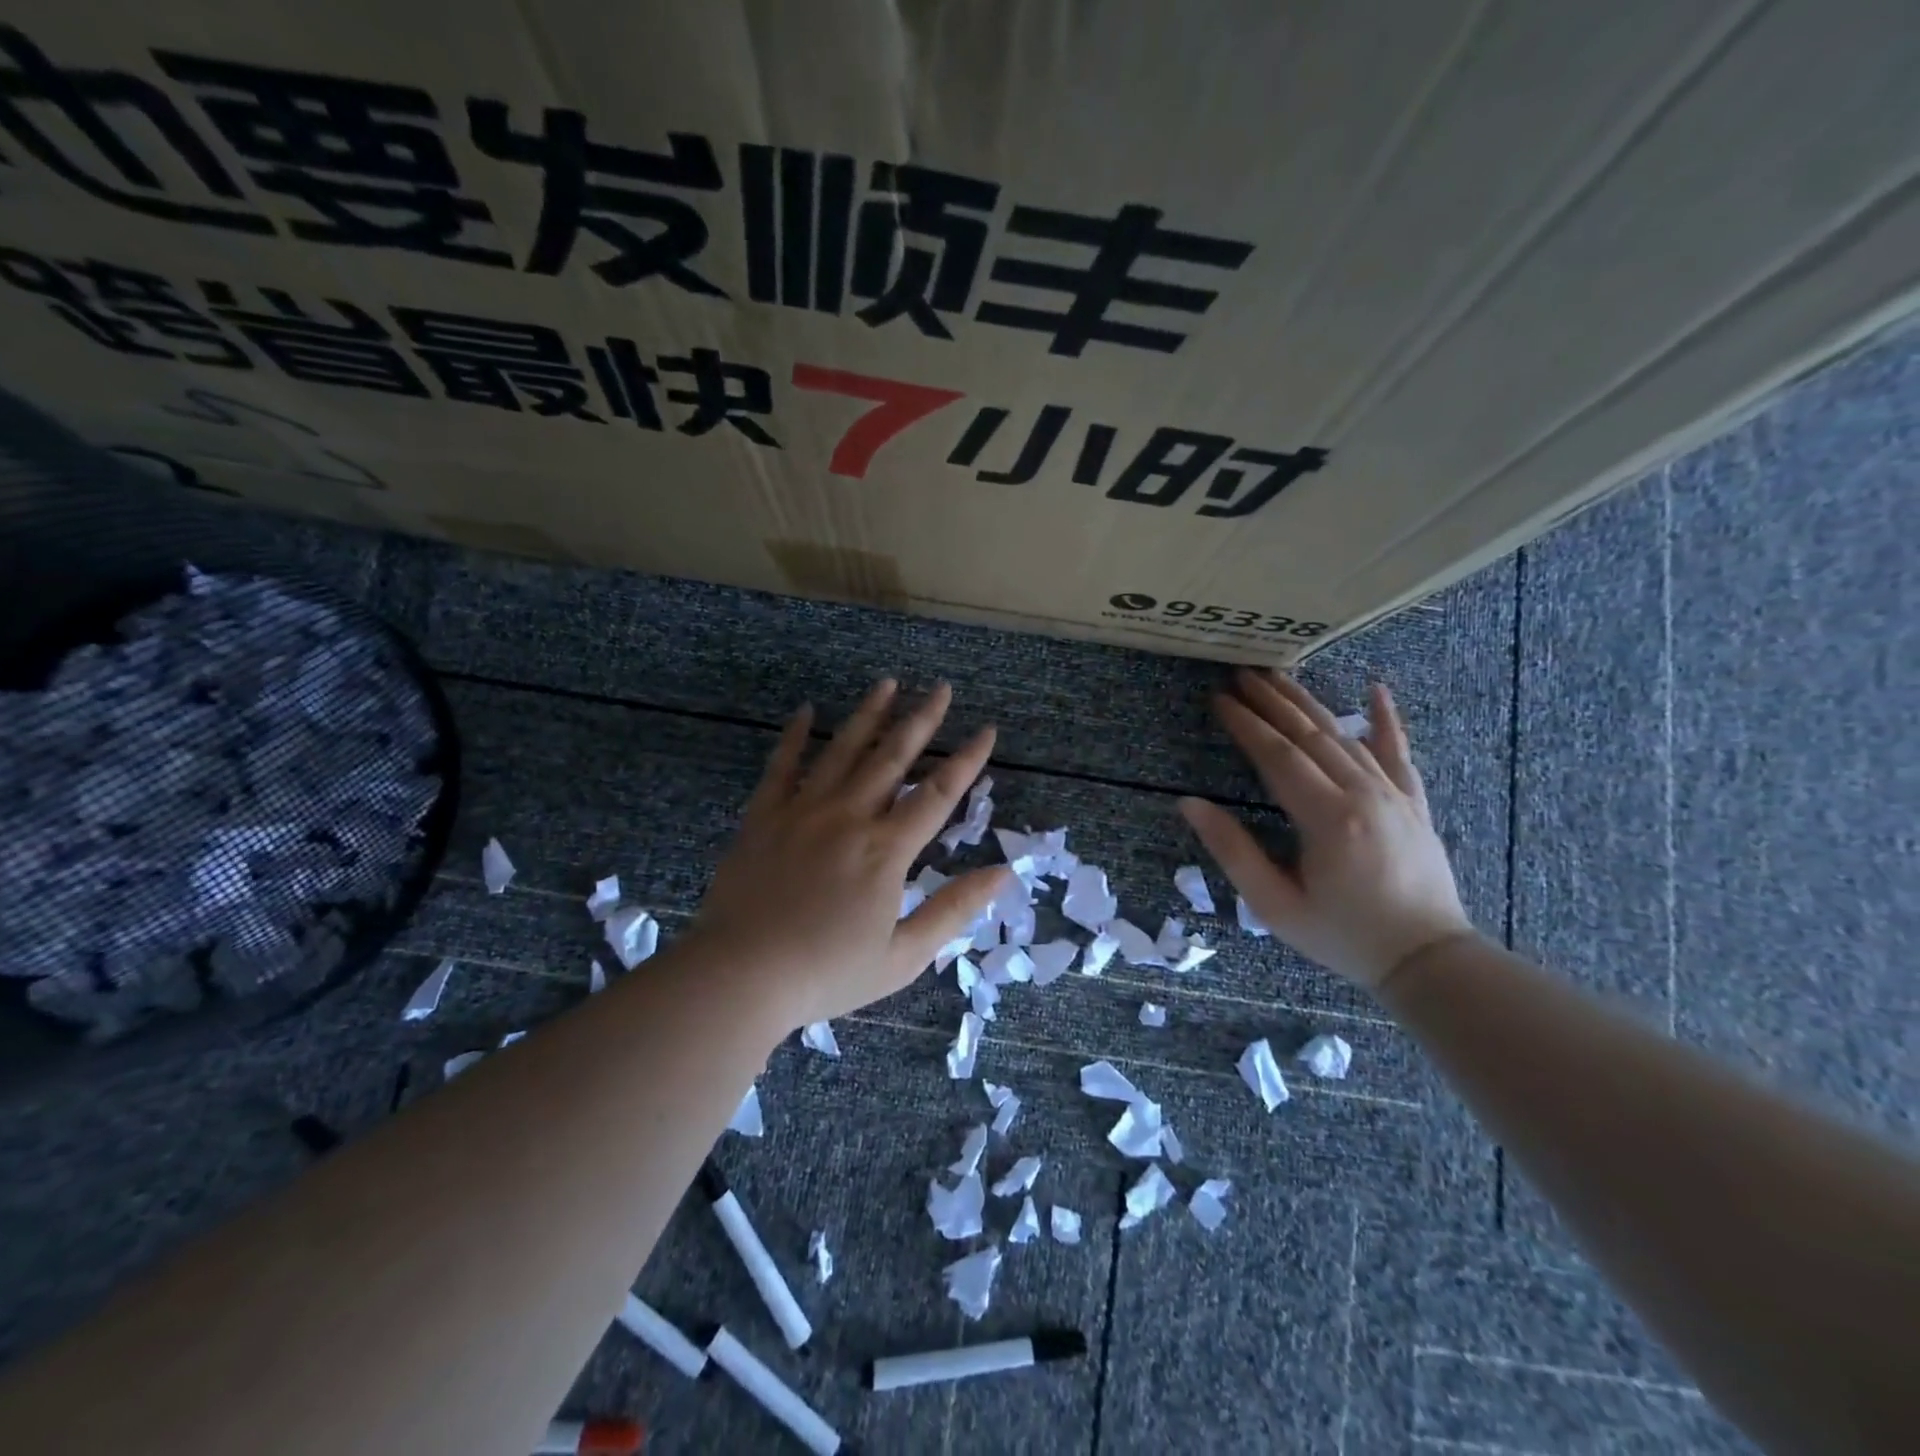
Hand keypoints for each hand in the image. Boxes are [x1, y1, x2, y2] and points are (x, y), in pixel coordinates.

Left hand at [688, 679, 1012, 1030]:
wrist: (741, 975)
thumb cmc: (827, 972)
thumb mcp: (903, 956)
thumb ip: (953, 910)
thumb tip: (1003, 873)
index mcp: (886, 849)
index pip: (937, 793)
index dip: (967, 760)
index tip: (986, 730)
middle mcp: (849, 816)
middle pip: (893, 757)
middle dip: (922, 720)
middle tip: (941, 688)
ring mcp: (803, 810)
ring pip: (843, 750)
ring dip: (869, 714)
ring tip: (888, 683)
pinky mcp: (764, 816)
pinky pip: (782, 766)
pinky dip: (796, 736)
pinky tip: (806, 711)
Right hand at [1179, 670, 1473, 988]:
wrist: (1428, 961)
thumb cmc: (1343, 936)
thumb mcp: (1274, 904)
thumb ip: (1232, 850)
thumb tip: (1189, 803)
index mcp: (1327, 817)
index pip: (1277, 755)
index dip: (1246, 724)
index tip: (1220, 699)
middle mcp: (1362, 793)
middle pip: (1310, 734)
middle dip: (1272, 701)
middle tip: (1241, 673)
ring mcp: (1394, 794)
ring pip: (1345, 736)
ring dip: (1309, 703)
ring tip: (1280, 675)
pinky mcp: (1414, 803)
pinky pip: (1398, 752)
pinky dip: (1386, 720)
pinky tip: (1376, 689)